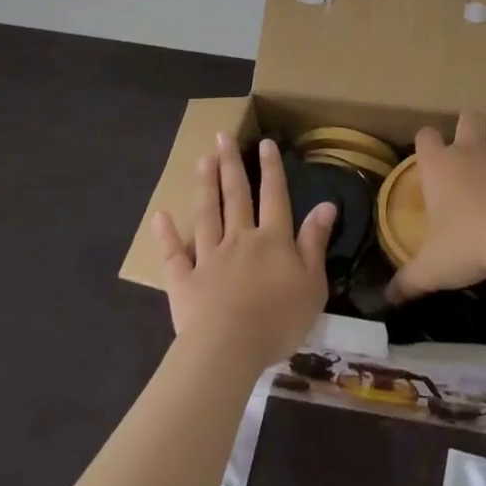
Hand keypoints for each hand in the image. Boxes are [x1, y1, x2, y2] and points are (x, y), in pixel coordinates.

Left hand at [153, 134, 337, 370]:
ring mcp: (209, 258)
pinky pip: (174, 255)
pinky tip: (160, 216)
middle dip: (231, 164)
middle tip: (222, 136)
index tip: (264, 142)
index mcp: (273, 240)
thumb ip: (315, 242)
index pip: (274, 196)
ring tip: (203, 160)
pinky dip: (166, 235)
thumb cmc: (278, 319)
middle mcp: (240, 239)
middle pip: (236, 196)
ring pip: (207, 215)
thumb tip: (326, 204)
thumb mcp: (313, 283)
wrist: (230, 349)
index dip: (271, 168)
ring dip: (206, 186)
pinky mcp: (184, 282)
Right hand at [386, 111, 485, 303]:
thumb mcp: (433, 267)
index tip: (427, 159)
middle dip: (467, 128)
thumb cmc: (468, 242)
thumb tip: (386, 298)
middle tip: (466, 154)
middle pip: (468, 118)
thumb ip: (409, 279)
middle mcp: (469, 151)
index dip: (426, 143)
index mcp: (439, 165)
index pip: (425, 136)